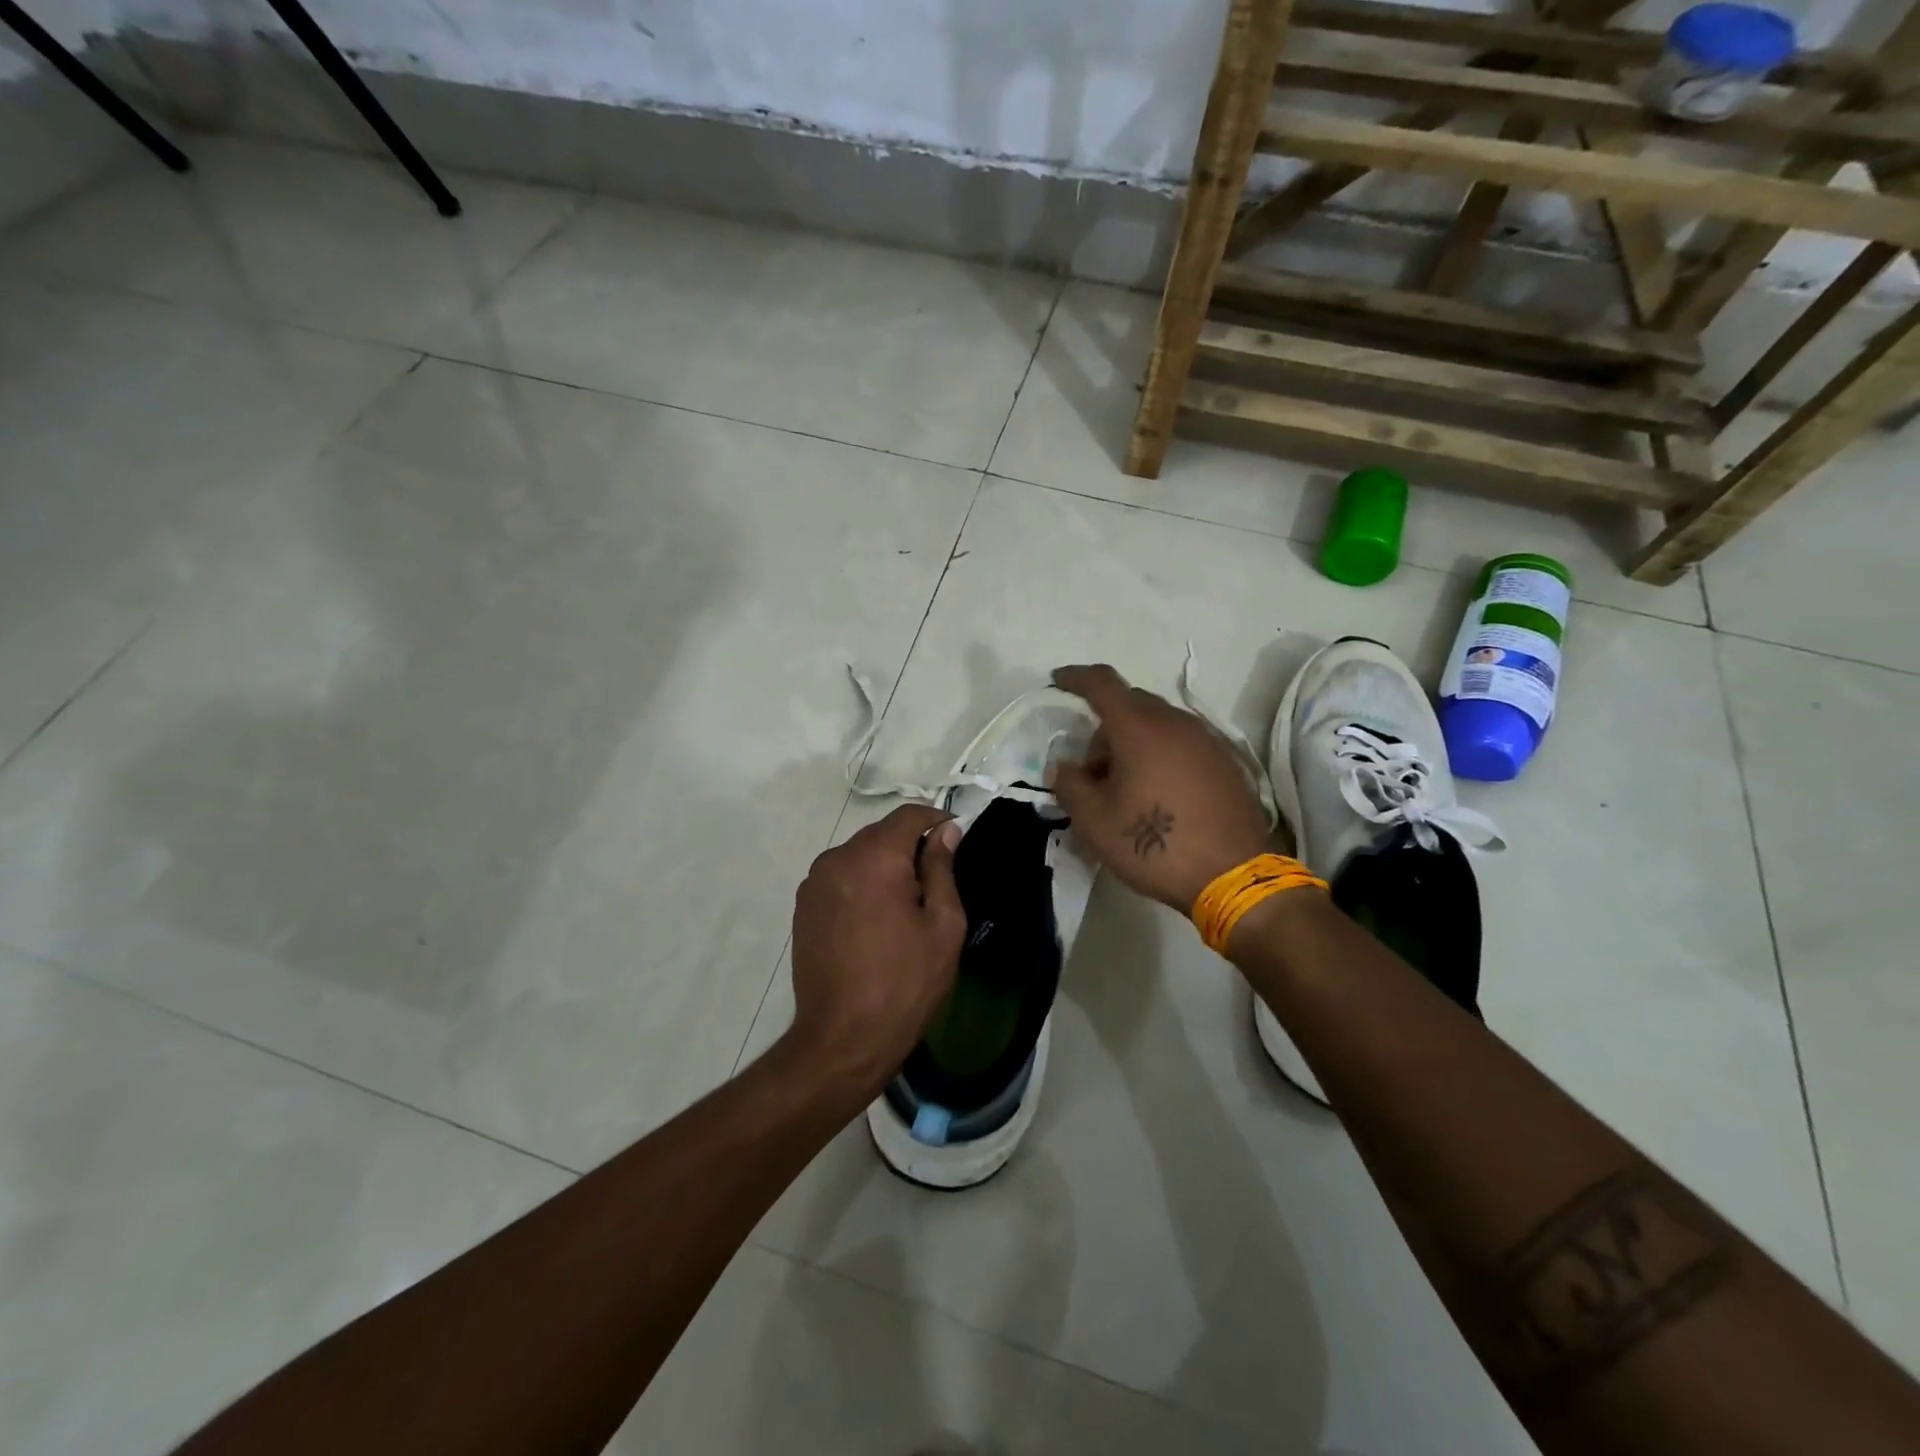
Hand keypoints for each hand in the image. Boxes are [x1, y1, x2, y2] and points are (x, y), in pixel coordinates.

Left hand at [786, 804, 966, 1099]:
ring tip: (903, 909)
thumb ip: (942, 869)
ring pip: (859, 856)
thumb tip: (945, 831)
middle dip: (909, 848)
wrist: (842, 1038)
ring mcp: (814, 882)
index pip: (909, 815)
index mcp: (875, 856)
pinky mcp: (803, 907)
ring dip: (883, 868)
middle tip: (933, 886)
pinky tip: (874, 922)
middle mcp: (838, 858)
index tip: (955, 840)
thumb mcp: (942, 925)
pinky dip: (861, 885)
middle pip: (881, 834)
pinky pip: (840, 878)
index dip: (936, 821)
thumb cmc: (905, 982)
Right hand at [1048, 664, 1272, 910]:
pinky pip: (1182, 742)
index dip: (1075, 677)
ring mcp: (1207, 740)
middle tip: (1093, 771)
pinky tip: (1159, 793)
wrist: (1234, 876)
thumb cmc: (1155, 846)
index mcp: (1139, 729)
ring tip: (1127, 787)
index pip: (1102, 684)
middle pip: (1131, 704)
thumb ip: (1070, 786)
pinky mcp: (1226, 761)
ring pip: (1158, 723)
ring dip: (1134, 742)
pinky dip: (1161, 753)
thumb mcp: (1095, 822)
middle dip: (1104, 727)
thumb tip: (1063, 767)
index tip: (1057, 681)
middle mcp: (1176, 723)